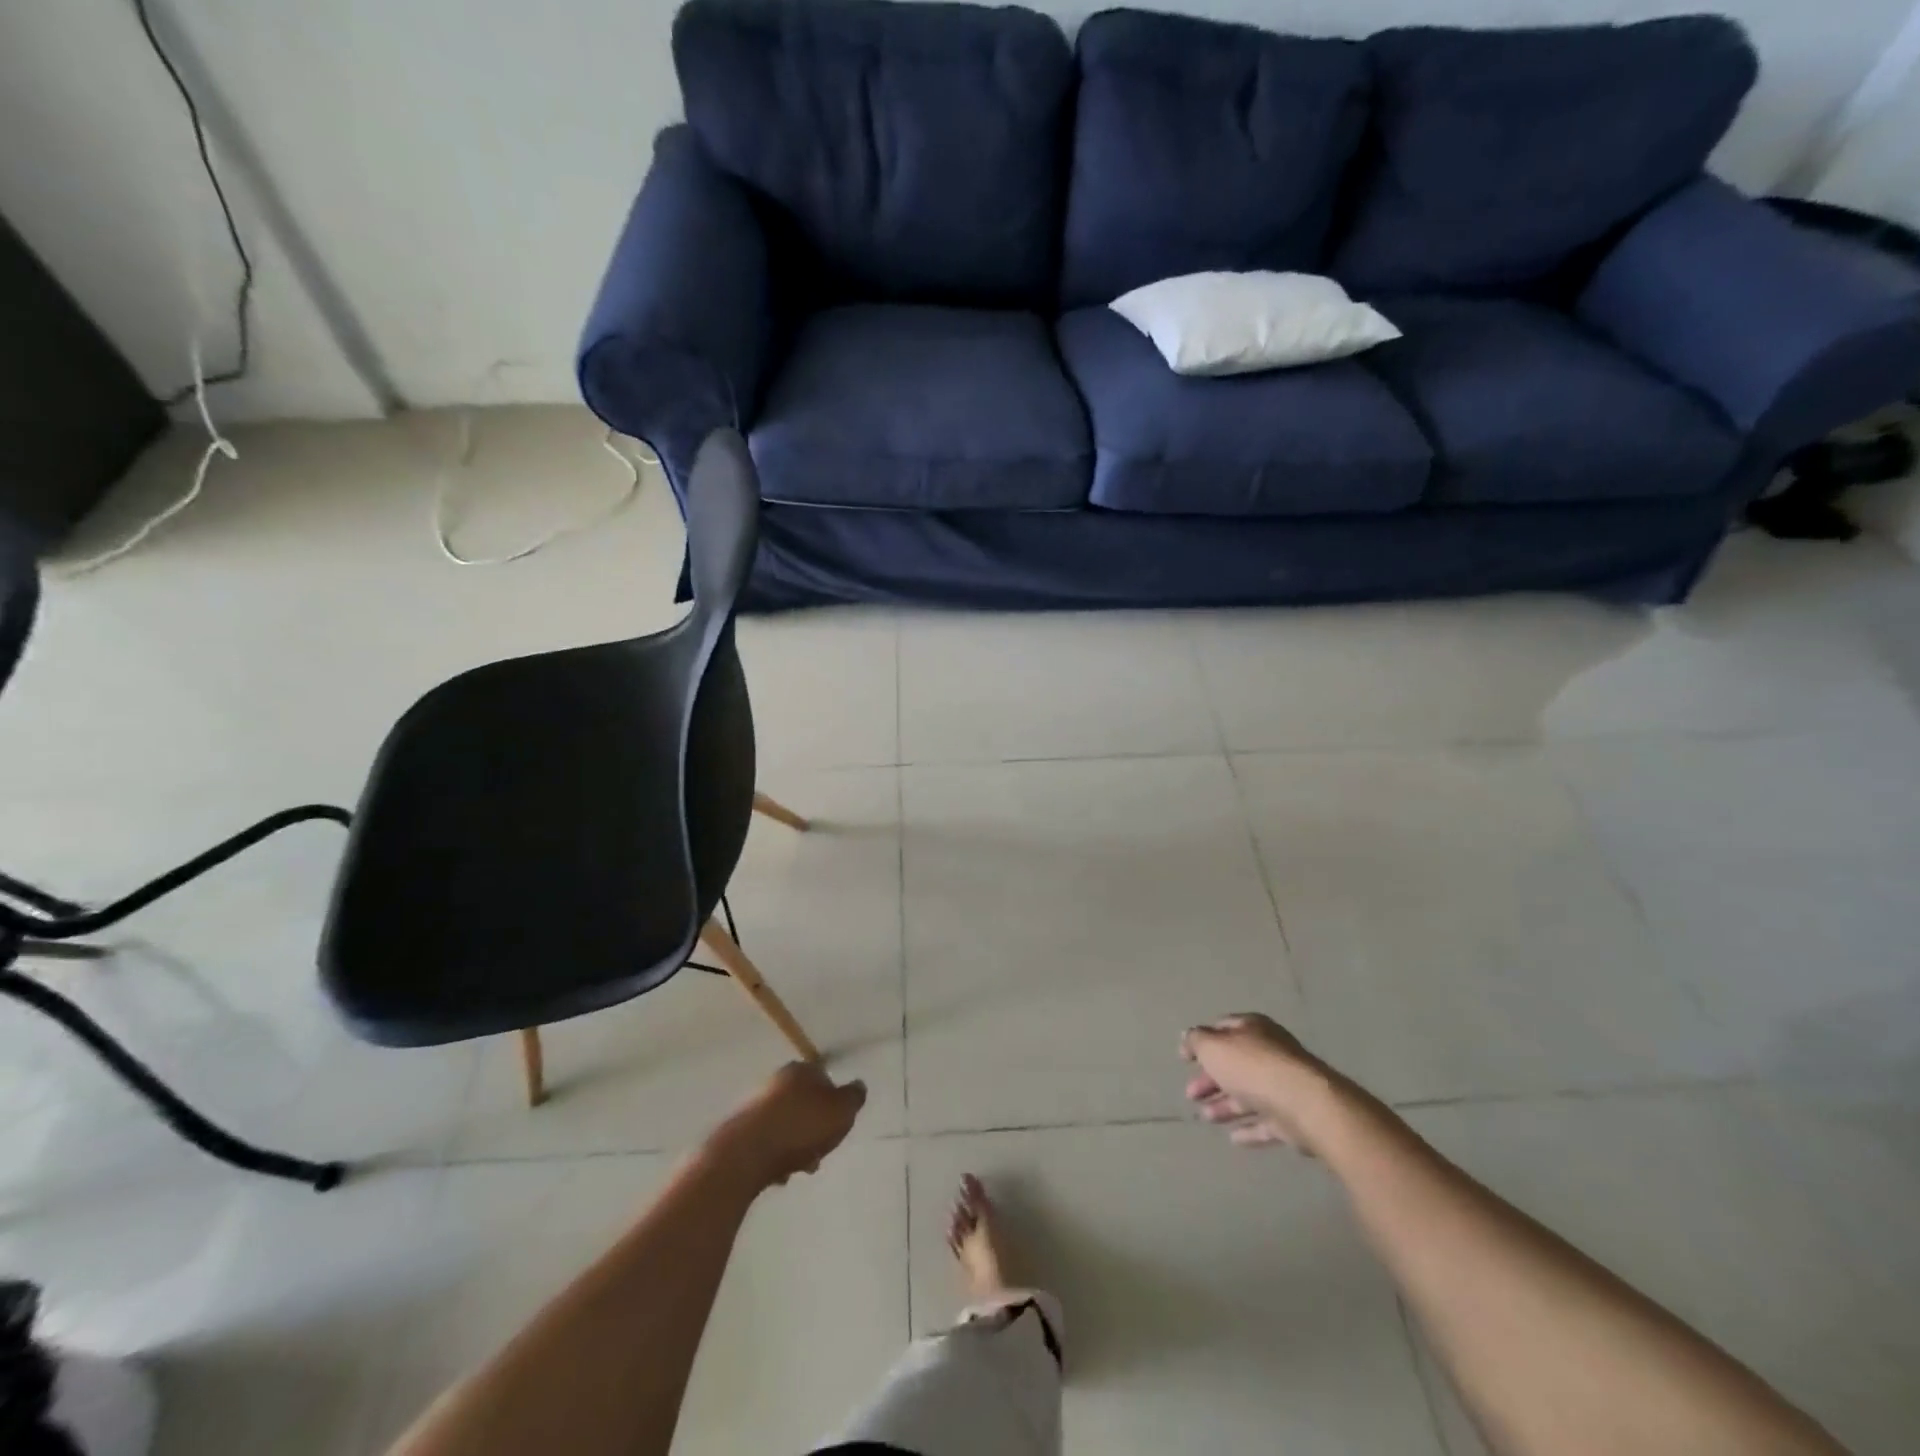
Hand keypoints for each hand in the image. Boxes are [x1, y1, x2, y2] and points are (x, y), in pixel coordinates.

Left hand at [708, 1062, 866, 1190]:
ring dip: (795, 1144)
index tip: (837, 1127)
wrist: (745, 1154)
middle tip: (820, 1152)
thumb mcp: (841, 1111)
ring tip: (800, 1168)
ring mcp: (754, 1105)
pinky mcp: (738, 1130)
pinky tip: (779, 1173)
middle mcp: (776, 1081)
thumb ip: (854, 1098)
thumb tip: (858, 1086)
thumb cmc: (800, 1127)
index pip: (824, 1078)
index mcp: (800, 1070)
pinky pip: (766, 1142)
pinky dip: (775, 1155)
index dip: (834, 1104)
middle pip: (803, 1103)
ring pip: (785, 1124)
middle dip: (814, 1128)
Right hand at [1182, 1013, 1343, 1154]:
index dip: (1202, 1041)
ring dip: (1225, 1105)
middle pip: (1234, 1065)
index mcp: (1253, 1029)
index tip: (1185, 1060)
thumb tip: (1188, 1037)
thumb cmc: (1253, 1067)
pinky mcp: (1294, 1118)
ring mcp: (1284, 1086)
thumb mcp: (1213, 1047)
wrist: (1304, 1104)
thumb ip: (1197, 1041)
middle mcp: (1270, 1052)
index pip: (1223, 1028)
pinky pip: (1266, 1122)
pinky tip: (1233, 1138)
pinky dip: (1249, 1129)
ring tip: (1205, 1117)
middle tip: (1191, 1095)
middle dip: (1210, 1080)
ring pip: (1249, 1094)